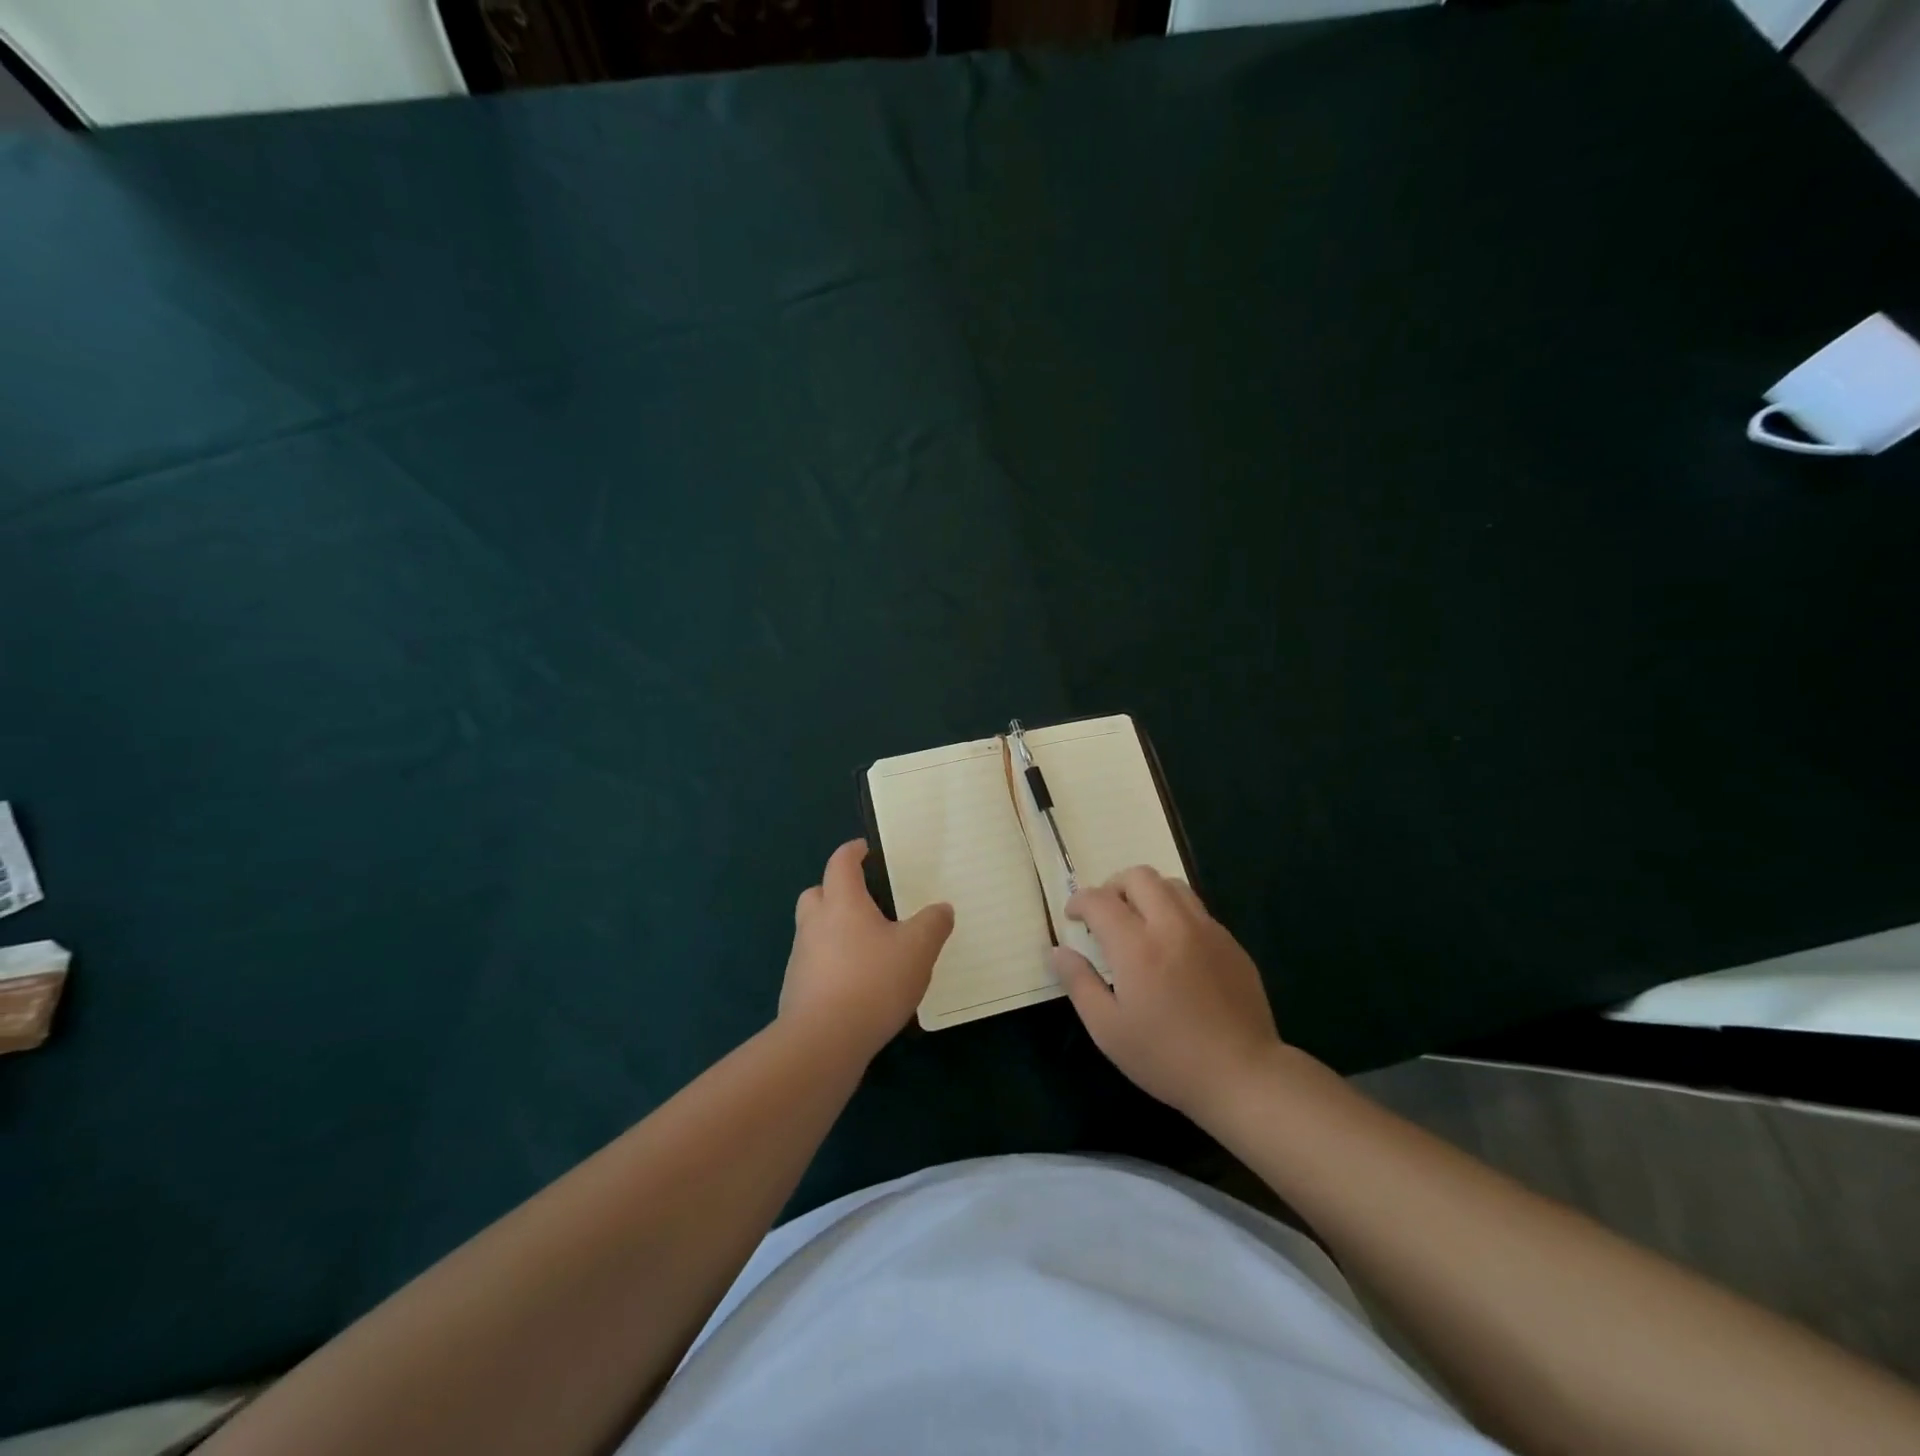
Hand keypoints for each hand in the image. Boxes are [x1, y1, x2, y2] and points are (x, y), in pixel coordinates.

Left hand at [780, 839, 953, 1062]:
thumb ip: (933, 924)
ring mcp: (801, 958)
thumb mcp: (918, 949)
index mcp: (842, 903)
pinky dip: (831, 964)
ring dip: (833, 930)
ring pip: (814, 930)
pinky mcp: (796, 990)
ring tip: (866, 947)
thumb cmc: (872, 981)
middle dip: (835, 890)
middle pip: (817, 893)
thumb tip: (941, 908)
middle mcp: (815, 923)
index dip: (853, 852)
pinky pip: (814, 964)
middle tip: (863, 900)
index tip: (865, 849)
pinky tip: (856, 984)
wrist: (823, 1042)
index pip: (841, 863)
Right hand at [1052, 866, 1283, 1122]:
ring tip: (1139, 923)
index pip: (1099, 900)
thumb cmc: (1166, 1057)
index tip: (1073, 917)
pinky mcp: (1230, 943)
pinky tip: (1173, 948)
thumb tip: (1058, 952)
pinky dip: (1175, 913)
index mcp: (1137, 946)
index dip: (1079, 901)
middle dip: (1113, 887)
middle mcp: (1172, 925)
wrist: (1243, 1075)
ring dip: (1147, 893)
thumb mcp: (1108, 1029)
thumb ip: (1079, 983)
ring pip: (1171, 885)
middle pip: (1139, 876)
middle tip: (1105, 915)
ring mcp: (1207, 930)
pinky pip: (1197, 909)